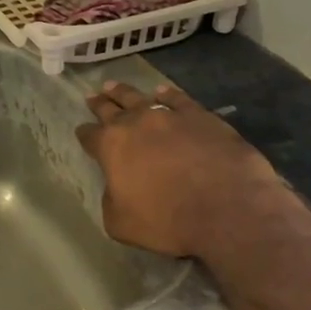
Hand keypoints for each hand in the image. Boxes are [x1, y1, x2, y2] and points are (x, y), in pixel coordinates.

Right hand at [75, 80, 286, 258]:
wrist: (228, 209)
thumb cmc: (168, 221)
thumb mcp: (120, 223)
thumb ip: (111, 199)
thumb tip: (118, 188)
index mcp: (111, 146)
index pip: (90, 136)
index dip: (84, 134)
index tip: (82, 132)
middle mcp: (136, 123)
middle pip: (111, 109)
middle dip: (100, 103)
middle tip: (92, 96)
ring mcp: (170, 116)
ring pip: (140, 98)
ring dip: (124, 92)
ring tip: (114, 86)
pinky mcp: (201, 116)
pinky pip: (178, 99)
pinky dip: (167, 95)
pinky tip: (162, 92)